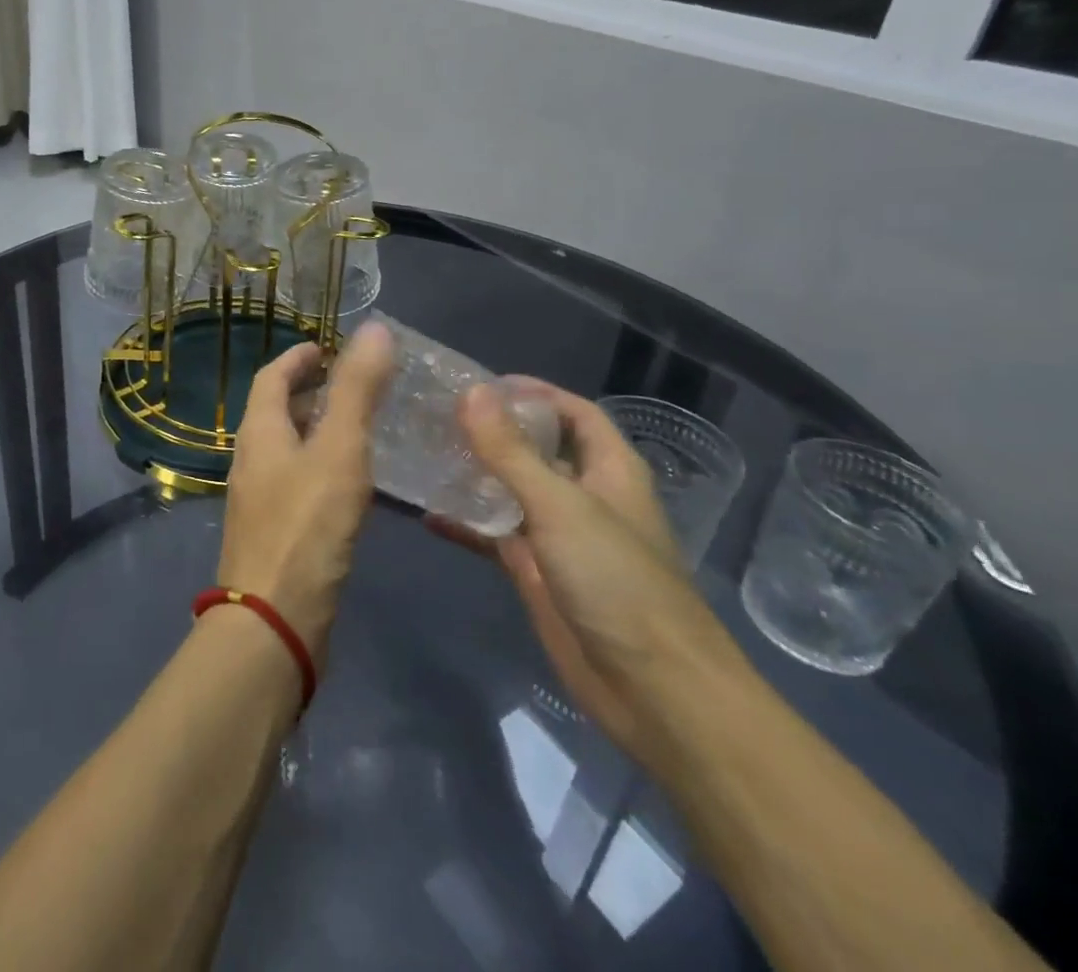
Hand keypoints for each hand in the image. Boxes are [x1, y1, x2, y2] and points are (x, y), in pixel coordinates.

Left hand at [215, 321, 394, 665]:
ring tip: (361, 428)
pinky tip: (353, 483)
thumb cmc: (306, 526)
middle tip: (354, 385)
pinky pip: (298, 482)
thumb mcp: (339, 450)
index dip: (298, 358)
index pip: (271, 377)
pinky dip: (322, 466)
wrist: (275, 621)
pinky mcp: (276, 532)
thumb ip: (357, 391)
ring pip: (288, 448)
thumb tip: (374, 329)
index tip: (327, 347)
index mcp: (259, 432)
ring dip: (317, 430)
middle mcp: (252, 459)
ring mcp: (260, 499)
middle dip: (310, 392)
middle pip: (276, 411)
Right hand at [432, 379, 747, 766]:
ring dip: (474, 473)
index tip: (478, 384)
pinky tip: (426, 512)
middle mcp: (584, 495)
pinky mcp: (537, 573)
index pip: (573, 412)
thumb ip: (511, 451)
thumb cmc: (618, 583)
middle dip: (493, 430)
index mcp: (609, 469)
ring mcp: (559, 536)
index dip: (534, 393)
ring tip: (423, 451)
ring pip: (511, 491)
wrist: (654, 692)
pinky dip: (466, 523)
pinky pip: (495, 535)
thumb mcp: (561, 507)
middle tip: (435, 413)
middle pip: (536, 448)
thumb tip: (471, 392)